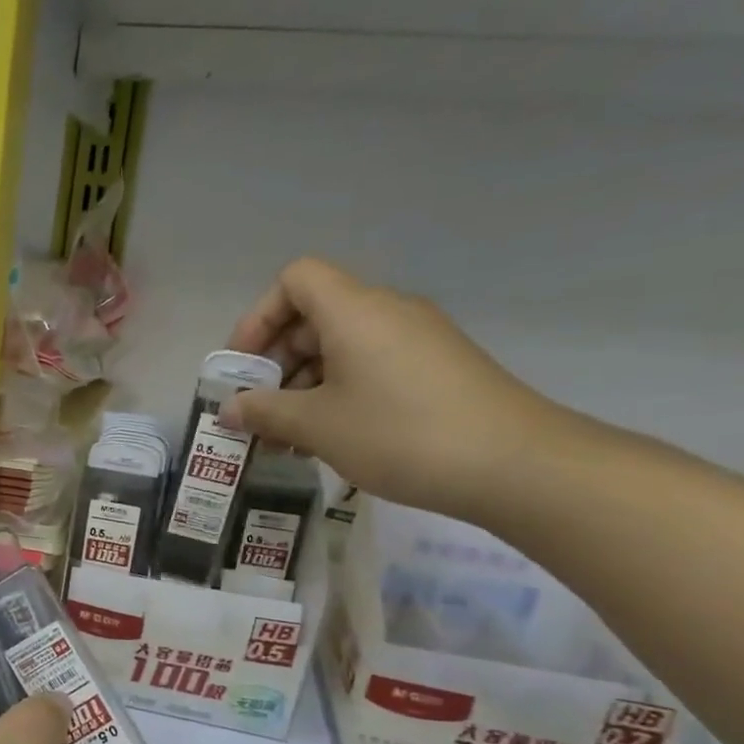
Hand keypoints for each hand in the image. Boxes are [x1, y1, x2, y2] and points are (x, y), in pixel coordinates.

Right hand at [221, 257, 568, 523]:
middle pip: (314, 316)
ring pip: (342, 347)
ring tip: (289, 438)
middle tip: (260, 412)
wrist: (514, 464)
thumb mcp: (317, 426)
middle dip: (276, 363)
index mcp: (354, 310)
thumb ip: (264, 412)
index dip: (259, 317)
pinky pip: (371, 366)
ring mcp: (417, 339)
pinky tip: (330, 439)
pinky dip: (340, 393)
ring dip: (305, 386)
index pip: (295, 280)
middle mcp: (387, 312)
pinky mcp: (436, 368)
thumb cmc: (399, 434)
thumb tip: (230, 408)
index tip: (244, 367)